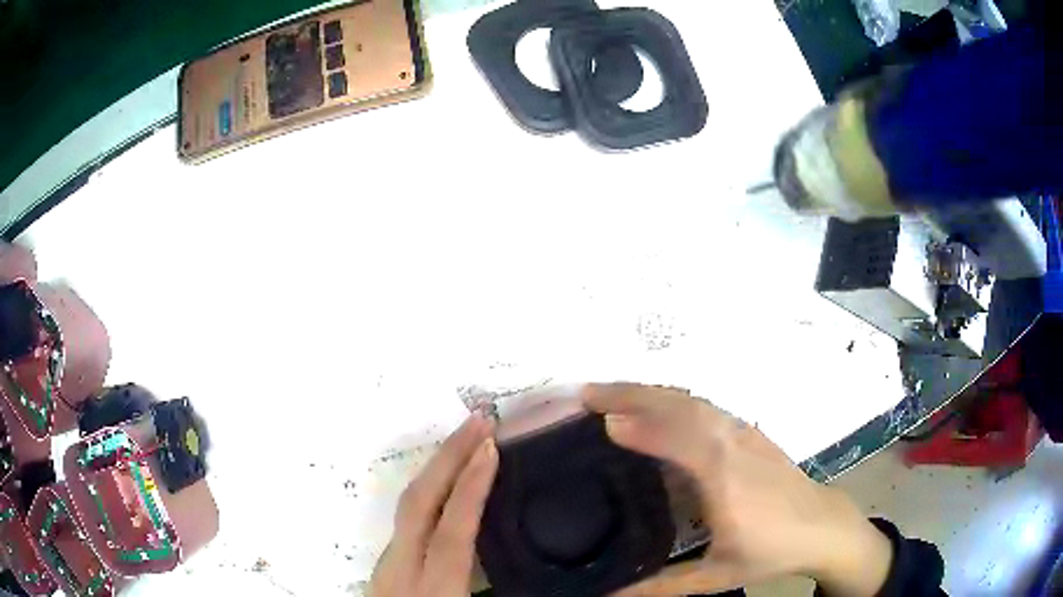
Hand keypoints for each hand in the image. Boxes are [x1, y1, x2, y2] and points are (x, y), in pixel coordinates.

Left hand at [370, 414, 497, 596]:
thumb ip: (492, 585)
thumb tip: (523, 557)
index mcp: (434, 588)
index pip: (452, 529)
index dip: (471, 487)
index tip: (490, 446)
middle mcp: (402, 568)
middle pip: (419, 502)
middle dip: (449, 457)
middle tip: (479, 420)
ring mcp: (386, 564)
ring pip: (406, 506)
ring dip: (437, 469)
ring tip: (466, 442)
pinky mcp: (383, 565)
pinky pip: (405, 519)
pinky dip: (427, 492)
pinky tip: (444, 486)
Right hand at [583, 383, 892, 596]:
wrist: (823, 525)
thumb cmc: (770, 552)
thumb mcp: (715, 577)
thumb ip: (658, 588)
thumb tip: (604, 596)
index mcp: (726, 481)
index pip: (681, 441)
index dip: (642, 427)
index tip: (600, 421)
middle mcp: (734, 446)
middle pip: (683, 407)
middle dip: (634, 394)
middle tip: (588, 394)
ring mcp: (745, 433)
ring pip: (694, 401)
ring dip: (651, 390)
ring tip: (611, 393)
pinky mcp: (750, 431)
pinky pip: (706, 406)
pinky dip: (673, 397)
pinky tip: (655, 403)